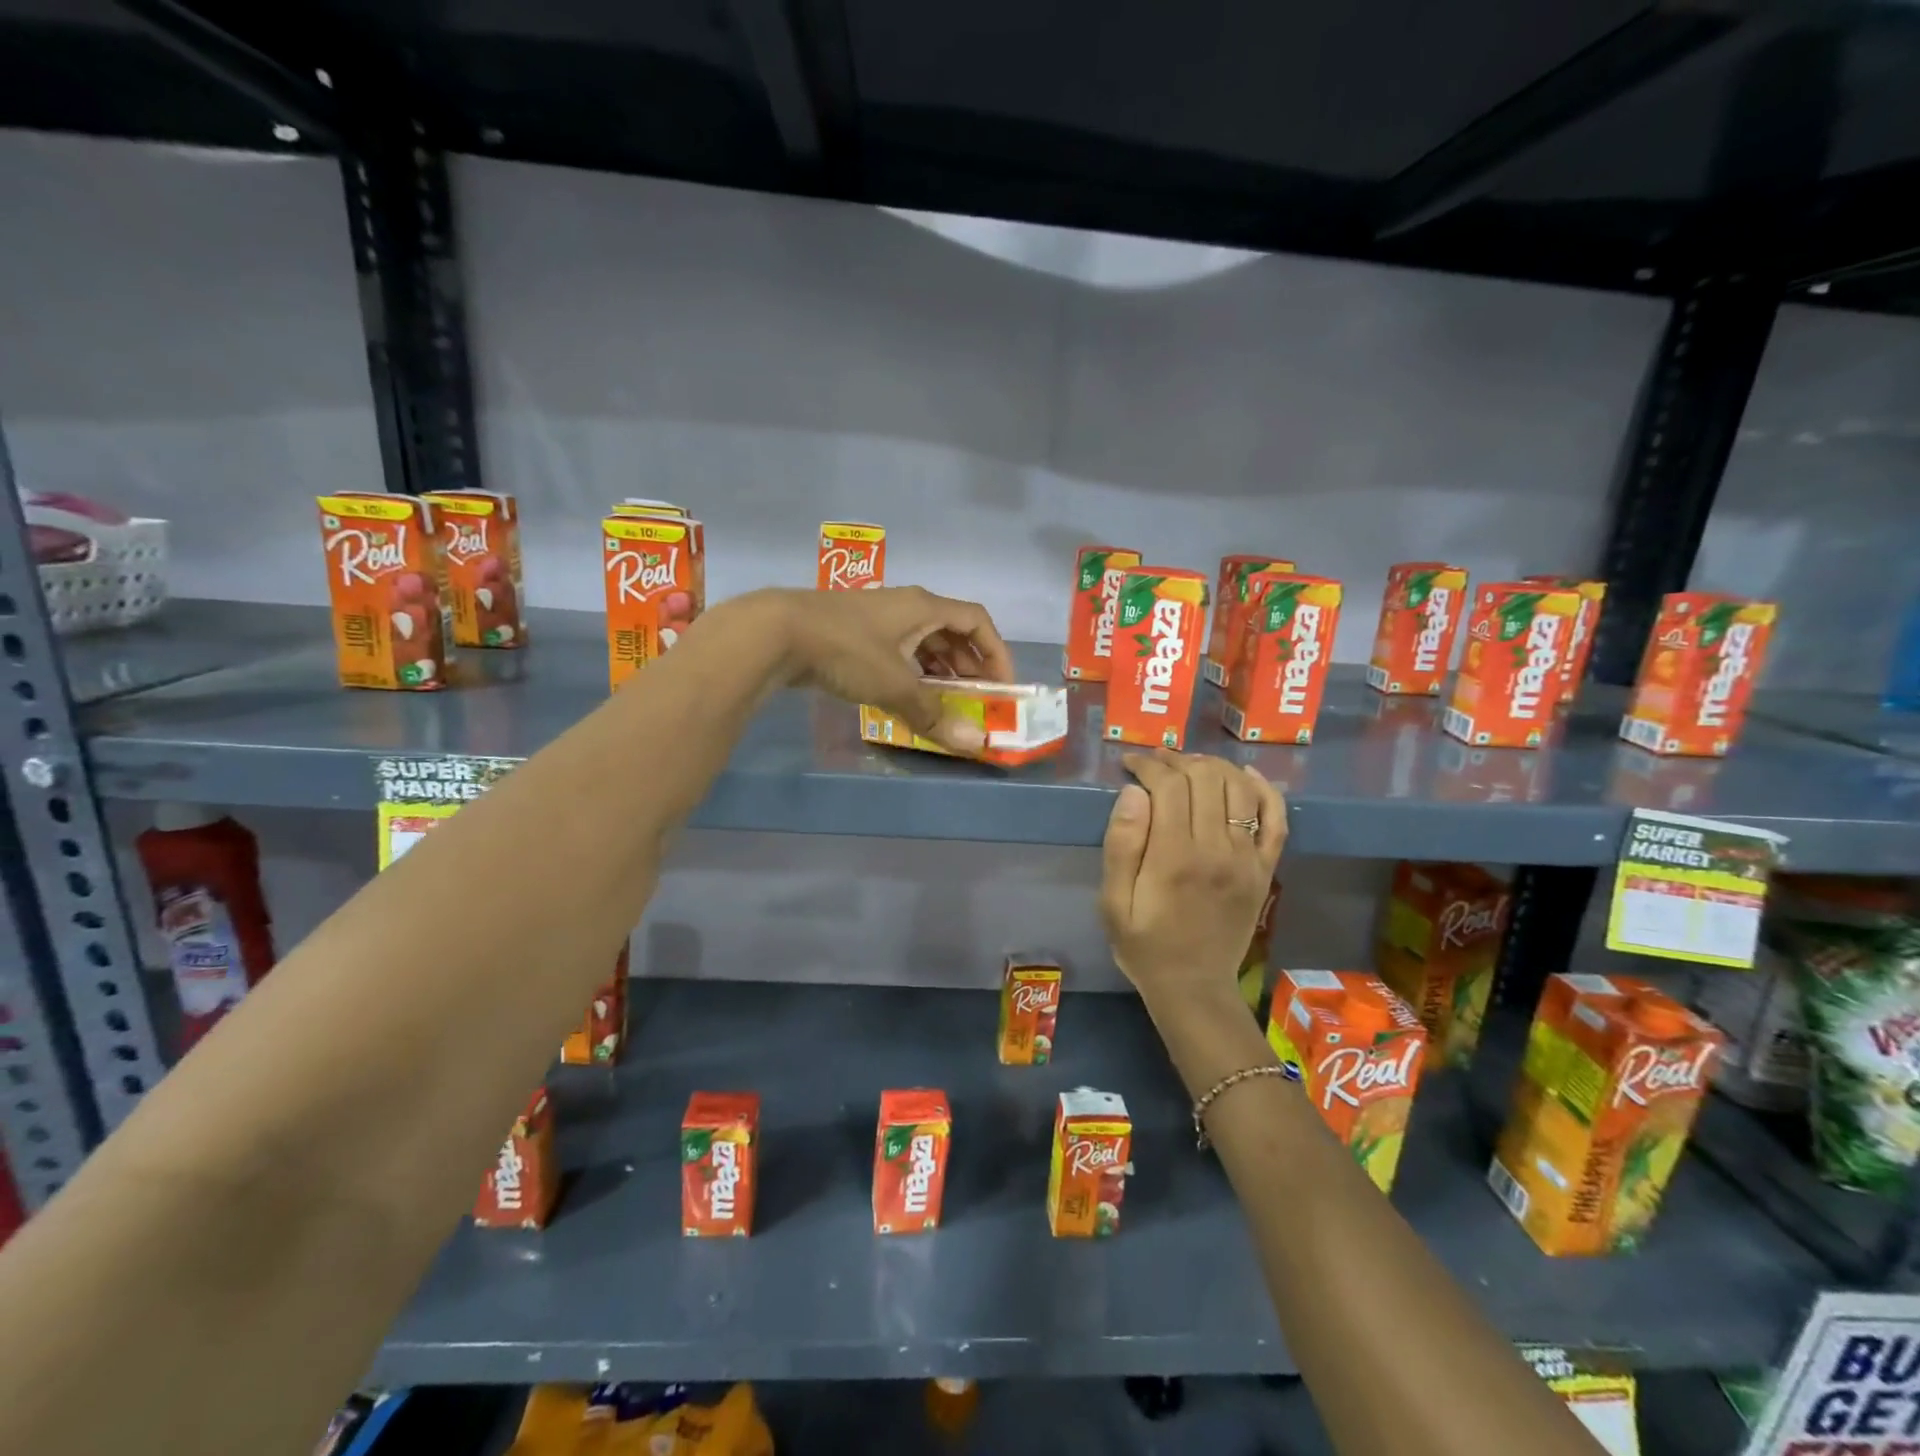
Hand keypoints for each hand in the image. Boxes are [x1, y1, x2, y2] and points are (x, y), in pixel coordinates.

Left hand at [771, 586, 1015, 753]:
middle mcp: (905, 606)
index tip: (1003, 685)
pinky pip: (898, 651)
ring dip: (940, 670)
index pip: (977, 620)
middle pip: (952, 631)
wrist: (775, 633)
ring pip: (922, 642)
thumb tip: (971, 744)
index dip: (996, 652)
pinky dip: (911, 672)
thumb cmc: (845, 650)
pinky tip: (907, 697)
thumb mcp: (894, 684)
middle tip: (976, 700)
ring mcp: (878, 619)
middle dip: (969, 666)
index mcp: (923, 607)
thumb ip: (932, 714)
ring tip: (946, 703)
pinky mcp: (855, 633)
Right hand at [1101, 752, 1286, 1010]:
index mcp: (1174, 857)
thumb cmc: (1144, 944)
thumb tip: (1132, 793)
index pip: (1168, 785)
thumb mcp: (1113, 902)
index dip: (1148, 764)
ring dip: (1214, 767)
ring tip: (1189, 767)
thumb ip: (1121, 845)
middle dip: (1177, 760)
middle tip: (1155, 763)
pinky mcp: (1265, 869)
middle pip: (1205, 778)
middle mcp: (1217, 850)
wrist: (1193, 987)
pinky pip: (1276, 818)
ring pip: (1240, 788)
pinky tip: (1244, 775)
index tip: (1130, 763)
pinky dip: (1264, 789)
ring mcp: (1248, 858)